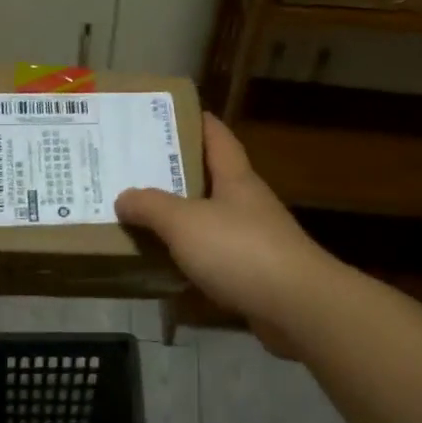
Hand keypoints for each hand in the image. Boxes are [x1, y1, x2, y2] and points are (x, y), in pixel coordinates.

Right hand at [115, 115, 338, 357]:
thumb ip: (151, 207)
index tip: (168, 114)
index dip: (196, 121)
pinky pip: (215, 257)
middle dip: (178, 172)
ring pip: (211, 219)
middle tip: (137, 168)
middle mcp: (247, 203)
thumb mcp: (185, 222)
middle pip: (211, 178)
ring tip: (143, 216)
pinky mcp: (255, 274)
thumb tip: (123, 197)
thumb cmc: (241, 250)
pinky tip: (167, 264)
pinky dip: (192, 257)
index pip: (217, 136)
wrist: (298, 308)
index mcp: (236, 178)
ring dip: (182, 218)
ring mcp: (255, 239)